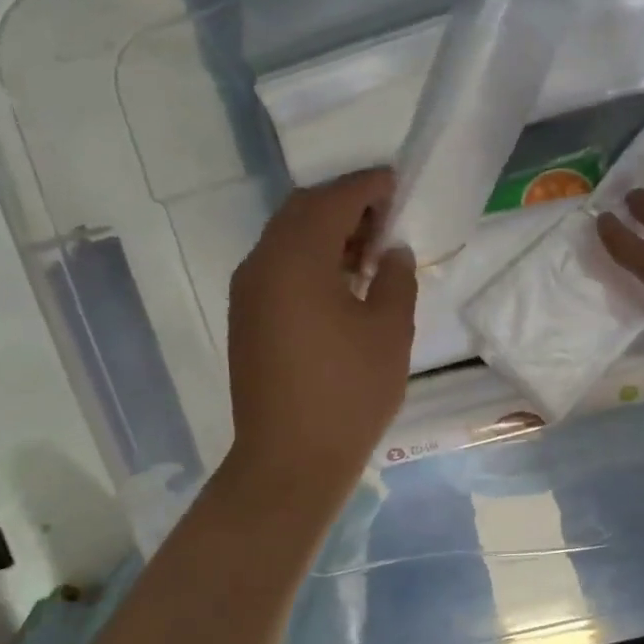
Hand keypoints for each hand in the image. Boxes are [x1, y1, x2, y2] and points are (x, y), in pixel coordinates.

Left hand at [227, 170, 416, 495]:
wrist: (290, 460)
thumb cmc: (348, 393)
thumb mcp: (390, 331)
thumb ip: (396, 278)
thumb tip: (392, 252)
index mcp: (296, 259)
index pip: (333, 200)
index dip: (367, 186)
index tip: (396, 182)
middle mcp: (262, 264)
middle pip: (302, 211)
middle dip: (344, 204)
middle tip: (385, 219)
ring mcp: (248, 293)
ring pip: (286, 239)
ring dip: (326, 233)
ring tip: (369, 253)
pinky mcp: (246, 318)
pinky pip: (278, 268)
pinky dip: (309, 260)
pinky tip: (342, 284)